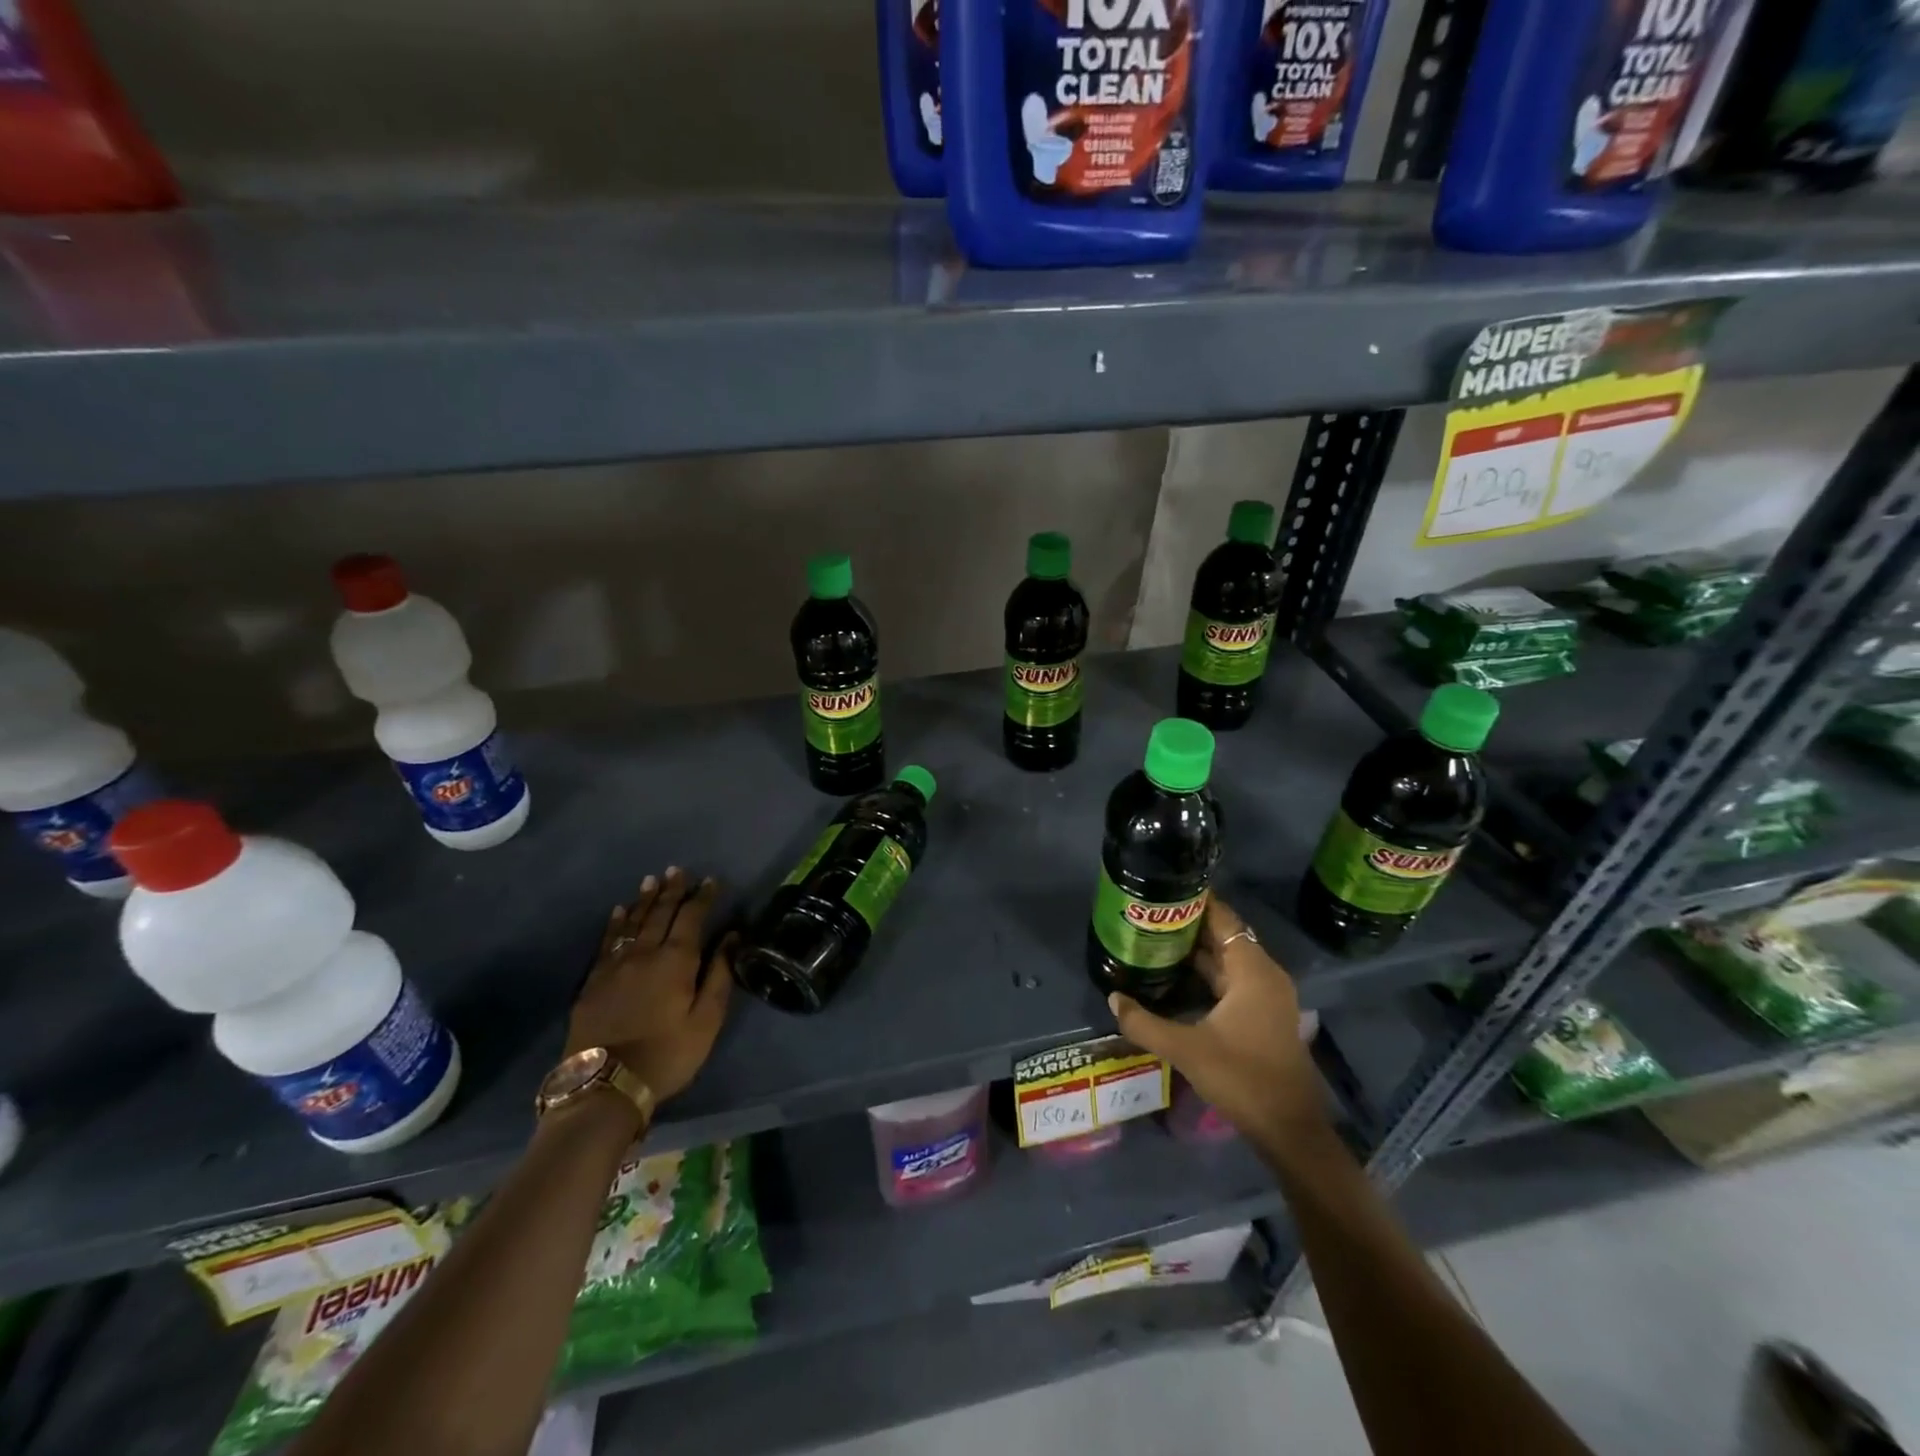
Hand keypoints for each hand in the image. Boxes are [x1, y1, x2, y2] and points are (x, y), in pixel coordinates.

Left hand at [566, 867, 734, 1103]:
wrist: (605, 1085)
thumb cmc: (667, 1054)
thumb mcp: (706, 1020)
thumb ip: (719, 975)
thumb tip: (732, 937)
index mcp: (676, 960)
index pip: (692, 917)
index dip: (702, 897)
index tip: (711, 880)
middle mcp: (645, 953)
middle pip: (660, 913)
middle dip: (672, 890)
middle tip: (678, 870)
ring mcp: (615, 966)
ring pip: (633, 922)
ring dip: (645, 900)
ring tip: (652, 880)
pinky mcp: (593, 982)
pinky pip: (607, 942)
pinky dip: (616, 923)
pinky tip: (619, 912)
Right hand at [1108, 896, 1325, 1146]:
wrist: (1289, 1129)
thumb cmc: (1243, 1078)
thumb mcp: (1186, 1050)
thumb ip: (1145, 1023)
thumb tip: (1113, 998)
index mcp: (1253, 971)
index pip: (1223, 918)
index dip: (1194, 902)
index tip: (1162, 891)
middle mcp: (1264, 975)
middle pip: (1225, 936)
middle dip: (1189, 925)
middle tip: (1149, 916)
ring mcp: (1268, 996)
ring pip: (1228, 960)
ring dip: (1197, 951)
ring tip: (1156, 940)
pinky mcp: (1264, 1015)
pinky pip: (1233, 980)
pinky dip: (1208, 973)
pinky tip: (1178, 977)